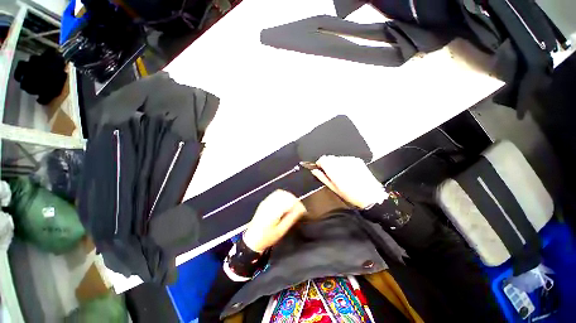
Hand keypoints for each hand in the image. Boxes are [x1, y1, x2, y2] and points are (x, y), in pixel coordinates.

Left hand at [243, 190, 306, 252]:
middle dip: (294, 200)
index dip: (298, 205)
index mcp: (273, 211)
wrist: (252, 239)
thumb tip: (300, 210)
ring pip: (281, 193)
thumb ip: (291, 218)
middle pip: (285, 195)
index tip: (303, 211)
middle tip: (299, 208)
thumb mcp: (281, 231)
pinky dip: (283, 196)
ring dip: (289, 197)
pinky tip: (286, 202)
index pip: (289, 202)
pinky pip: (276, 194)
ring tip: (294, 205)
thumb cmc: (267, 237)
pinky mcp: (264, 202)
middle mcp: (269, 203)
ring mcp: (266, 201)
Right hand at [310, 155, 387, 208]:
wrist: (372, 196)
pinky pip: (345, 158)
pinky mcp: (357, 160)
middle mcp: (343, 163)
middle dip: (327, 163)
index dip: (320, 163)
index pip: (323, 159)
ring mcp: (351, 160)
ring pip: (337, 158)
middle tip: (330, 173)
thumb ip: (323, 177)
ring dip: (335, 163)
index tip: (320, 168)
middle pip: (329, 157)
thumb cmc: (352, 196)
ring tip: (340, 174)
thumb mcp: (334, 189)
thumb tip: (315, 171)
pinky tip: (348, 171)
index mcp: (335, 171)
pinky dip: (343, 163)